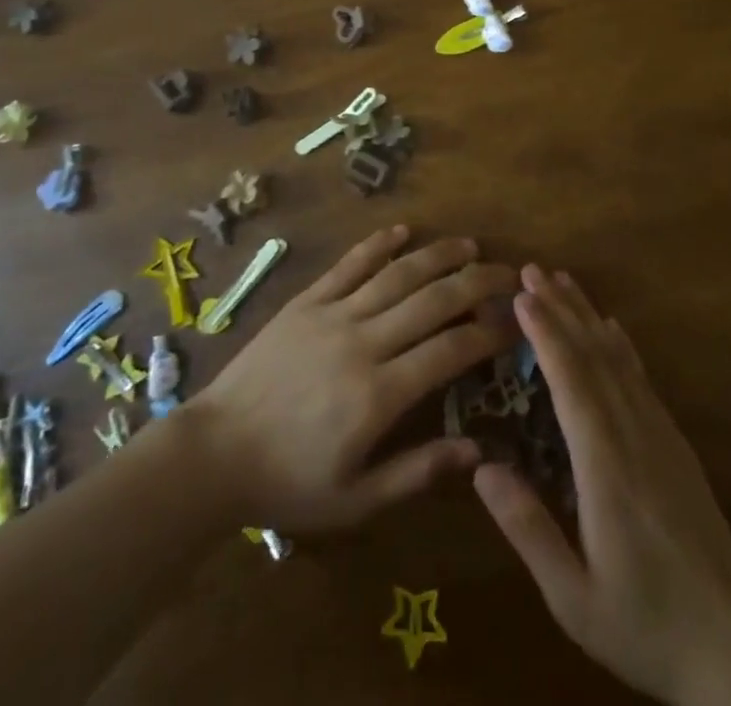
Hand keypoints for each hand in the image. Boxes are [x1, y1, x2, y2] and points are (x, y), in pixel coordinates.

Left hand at [188, 224, 516, 531]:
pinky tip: (402, 230)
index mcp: (379, 394)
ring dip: (437, 255)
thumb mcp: (355, 500)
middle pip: (432, 301)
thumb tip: (477, 451)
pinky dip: (377, 244)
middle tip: (507, 273)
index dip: (488, 333)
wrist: (215, 451)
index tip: (515, 323)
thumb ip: (417, 473)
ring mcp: (332, 314)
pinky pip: (348, 264)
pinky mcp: (306, 301)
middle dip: (476, 283)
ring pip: (396, 274)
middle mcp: (363, 342)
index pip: (450, 350)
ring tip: (469, 245)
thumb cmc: (288, 482)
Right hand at [475, 267, 730, 705]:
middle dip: (562, 309)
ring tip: (563, 281)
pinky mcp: (675, 443)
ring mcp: (660, 435)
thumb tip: (482, 468)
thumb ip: (528, 530)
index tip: (521, 296)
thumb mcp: (573, 598)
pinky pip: (642, 379)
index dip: (546, 335)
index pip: (572, 383)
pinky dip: (622, 345)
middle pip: (594, 357)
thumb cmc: (642, 624)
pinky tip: (611, 327)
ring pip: (619, 360)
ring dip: (588, 316)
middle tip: (532, 270)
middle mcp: (634, 437)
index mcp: (606, 469)